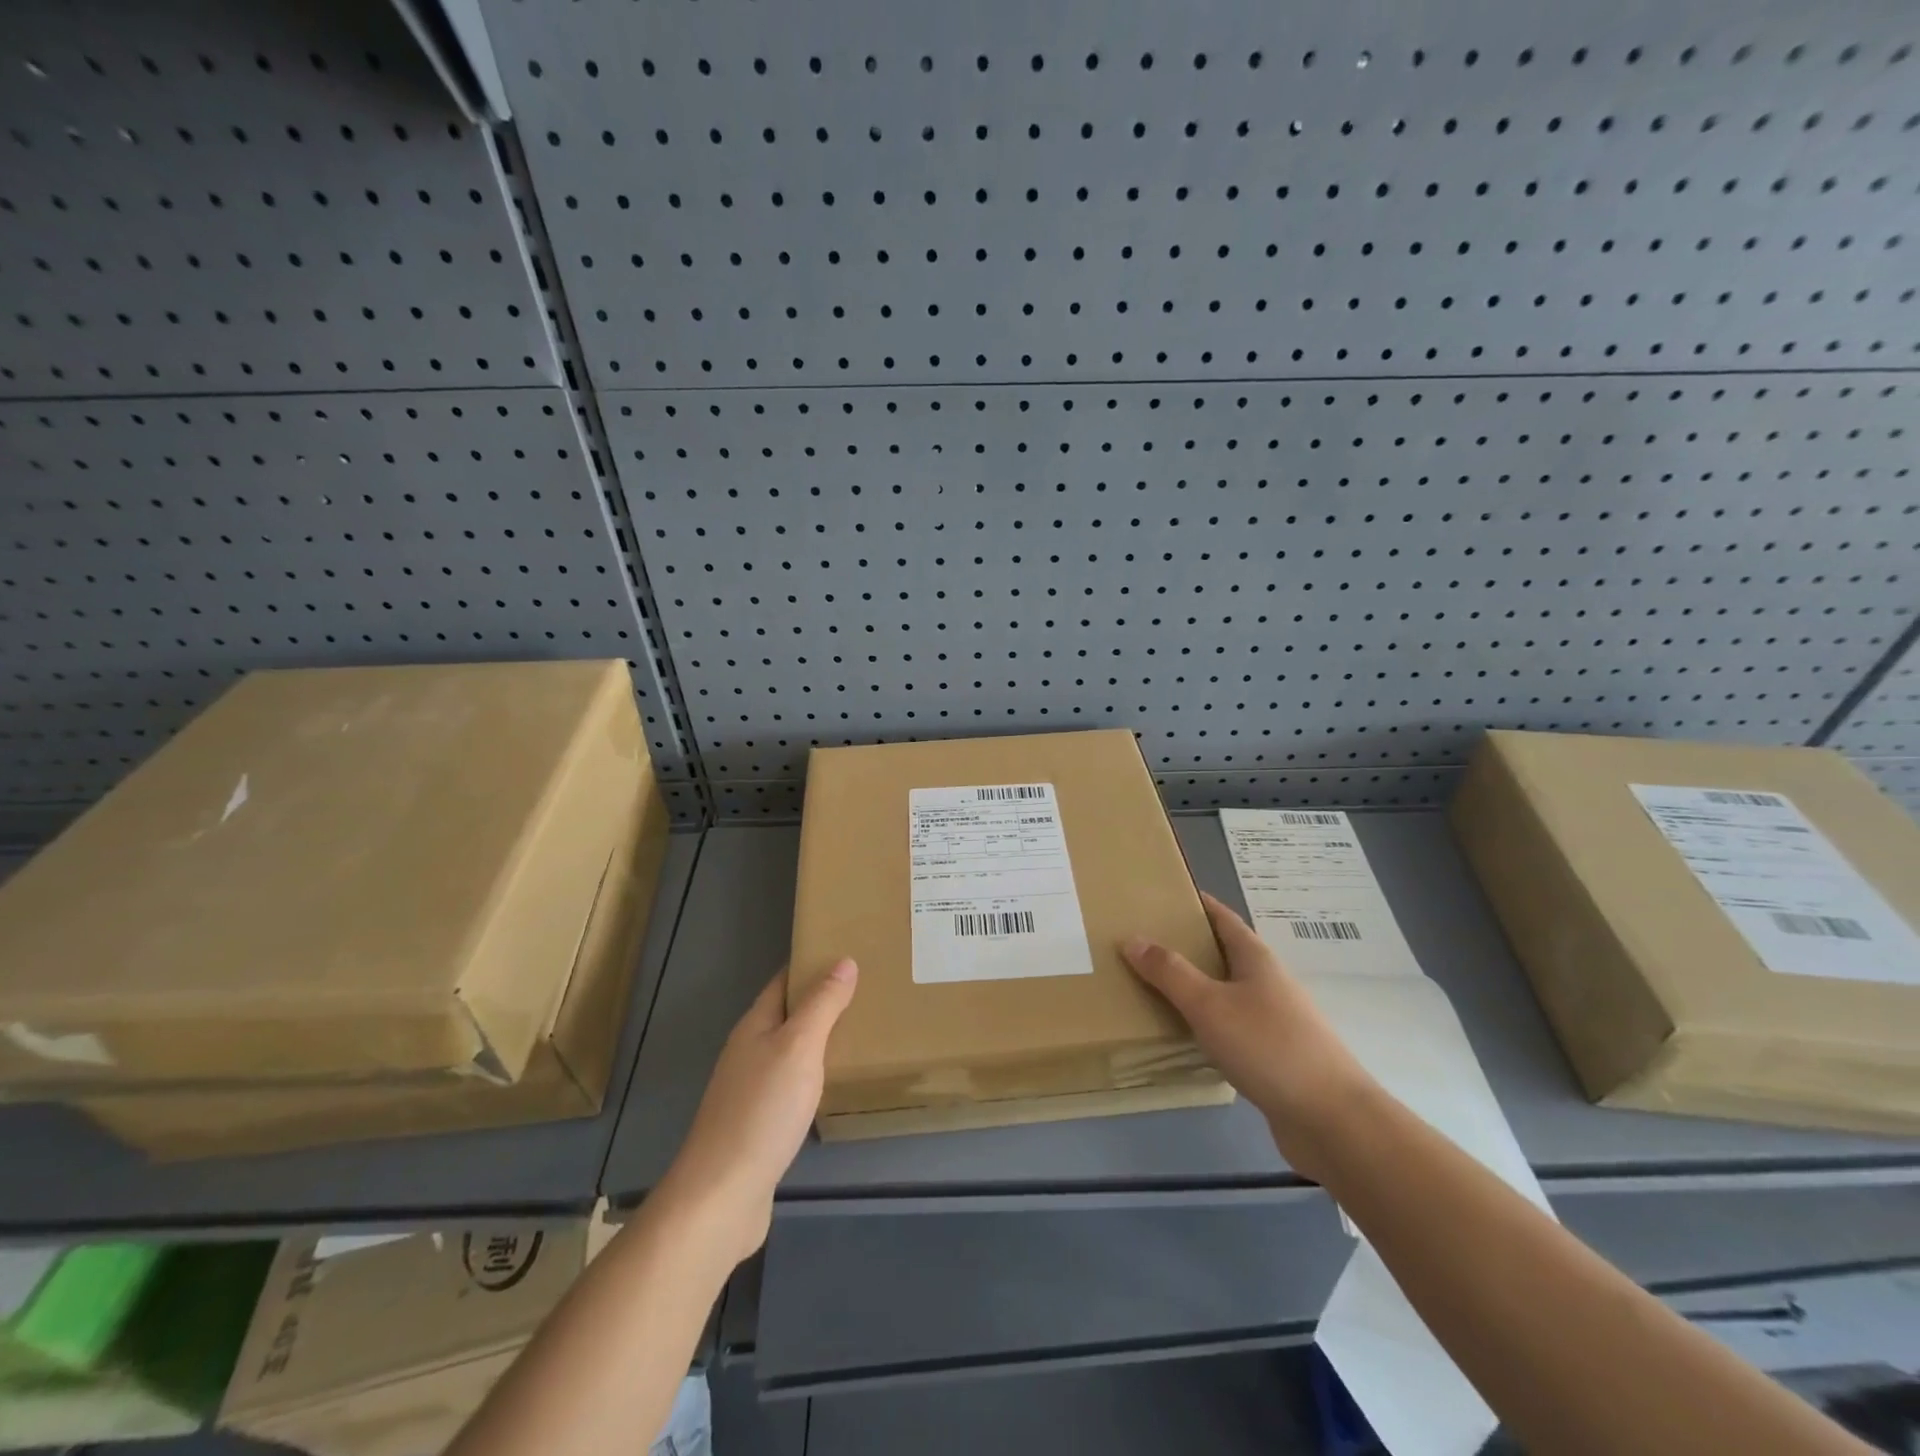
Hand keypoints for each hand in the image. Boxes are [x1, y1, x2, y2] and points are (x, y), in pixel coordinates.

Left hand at [657, 960, 857, 1264]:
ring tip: (859, 1033)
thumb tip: (843, 960)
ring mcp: (750, 1090)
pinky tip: (834, 1086)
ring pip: (790, 1051)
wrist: (721, 1196)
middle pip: (787, 1015)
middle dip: (821, 1001)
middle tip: (867, 991)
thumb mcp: (799, 1047)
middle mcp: (749, 1052)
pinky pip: (791, 1085)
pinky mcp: (758, 1125)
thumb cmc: (762, 1111)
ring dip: (819, 1039)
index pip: (784, 981)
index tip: (848, 953)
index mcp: (755, 1026)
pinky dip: (814, 1075)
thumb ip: (822, 1005)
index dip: (811, 964)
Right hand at [1122, 893, 1373, 1180]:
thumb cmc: (1269, 1047)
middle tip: (1144, 943)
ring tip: (1155, 987)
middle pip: (1225, 953)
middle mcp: (1269, 982)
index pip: (1223, 917)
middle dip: (1188, 945)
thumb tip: (1132, 938)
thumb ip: (1169, 972)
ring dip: (1196, 986)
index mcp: (1256, 959)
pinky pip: (1233, 1026)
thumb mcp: (1209, 1005)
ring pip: (1228, 992)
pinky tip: (1186, 1036)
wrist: (1332, 1120)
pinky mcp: (1276, 1056)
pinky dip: (1207, 1022)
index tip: (1162, 896)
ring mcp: (1277, 1020)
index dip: (1196, 904)